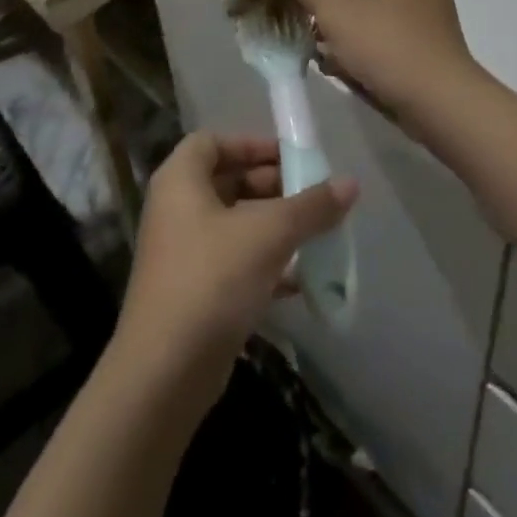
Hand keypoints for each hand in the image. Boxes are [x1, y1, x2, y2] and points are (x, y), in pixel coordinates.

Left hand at [114, 133, 356, 411]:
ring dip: (273, 226)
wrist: (164, 375)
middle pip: (227, 182)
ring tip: (315, 232)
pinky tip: (301, 278)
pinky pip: (233, 263)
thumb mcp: (270, 233)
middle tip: (311, 195)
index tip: (290, 157)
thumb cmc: (213, 279)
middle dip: (272, 186)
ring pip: (234, 225)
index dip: (252, 144)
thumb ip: (312, 206)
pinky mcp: (192, 294)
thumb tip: (351, 184)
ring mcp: (181, 255)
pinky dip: (265, 264)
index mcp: (180, 181)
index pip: (213, 142)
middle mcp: (175, 211)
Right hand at [293, 0, 485, 126]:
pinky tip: (334, 63)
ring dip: (341, 23)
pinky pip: (385, 34)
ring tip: (313, 42)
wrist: (439, 103)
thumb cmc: (388, 46)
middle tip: (301, 13)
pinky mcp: (424, 46)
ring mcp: (426, 15)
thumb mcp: (339, 14)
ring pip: (374, 9)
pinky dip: (360, 42)